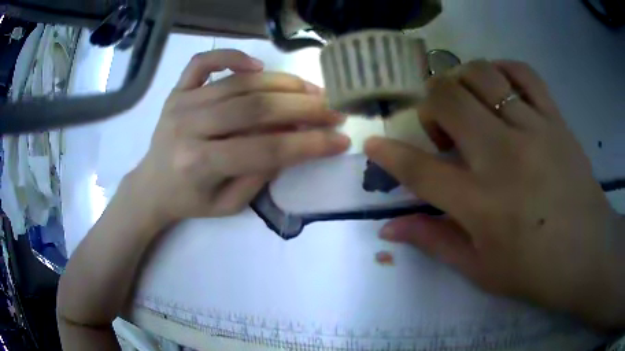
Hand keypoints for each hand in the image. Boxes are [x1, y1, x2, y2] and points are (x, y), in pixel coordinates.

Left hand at [129, 49, 348, 224]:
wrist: (152, 187)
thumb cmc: (190, 201)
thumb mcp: (230, 204)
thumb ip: (262, 173)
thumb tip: (295, 139)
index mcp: (201, 164)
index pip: (266, 150)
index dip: (309, 144)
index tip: (341, 139)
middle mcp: (190, 127)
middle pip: (256, 108)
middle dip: (304, 107)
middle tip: (335, 108)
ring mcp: (181, 103)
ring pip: (240, 83)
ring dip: (283, 83)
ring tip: (312, 89)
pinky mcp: (177, 91)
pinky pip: (203, 62)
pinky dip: (231, 56)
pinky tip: (256, 66)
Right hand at [366, 60, 624, 327]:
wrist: (589, 254)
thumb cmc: (535, 271)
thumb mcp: (481, 270)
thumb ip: (435, 242)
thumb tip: (390, 228)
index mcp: (480, 204)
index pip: (419, 170)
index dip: (388, 154)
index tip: (374, 143)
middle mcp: (503, 157)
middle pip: (447, 100)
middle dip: (429, 106)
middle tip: (442, 129)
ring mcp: (533, 130)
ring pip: (481, 76)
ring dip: (462, 83)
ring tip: (471, 106)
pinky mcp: (556, 119)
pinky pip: (523, 73)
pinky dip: (502, 69)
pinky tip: (500, 87)